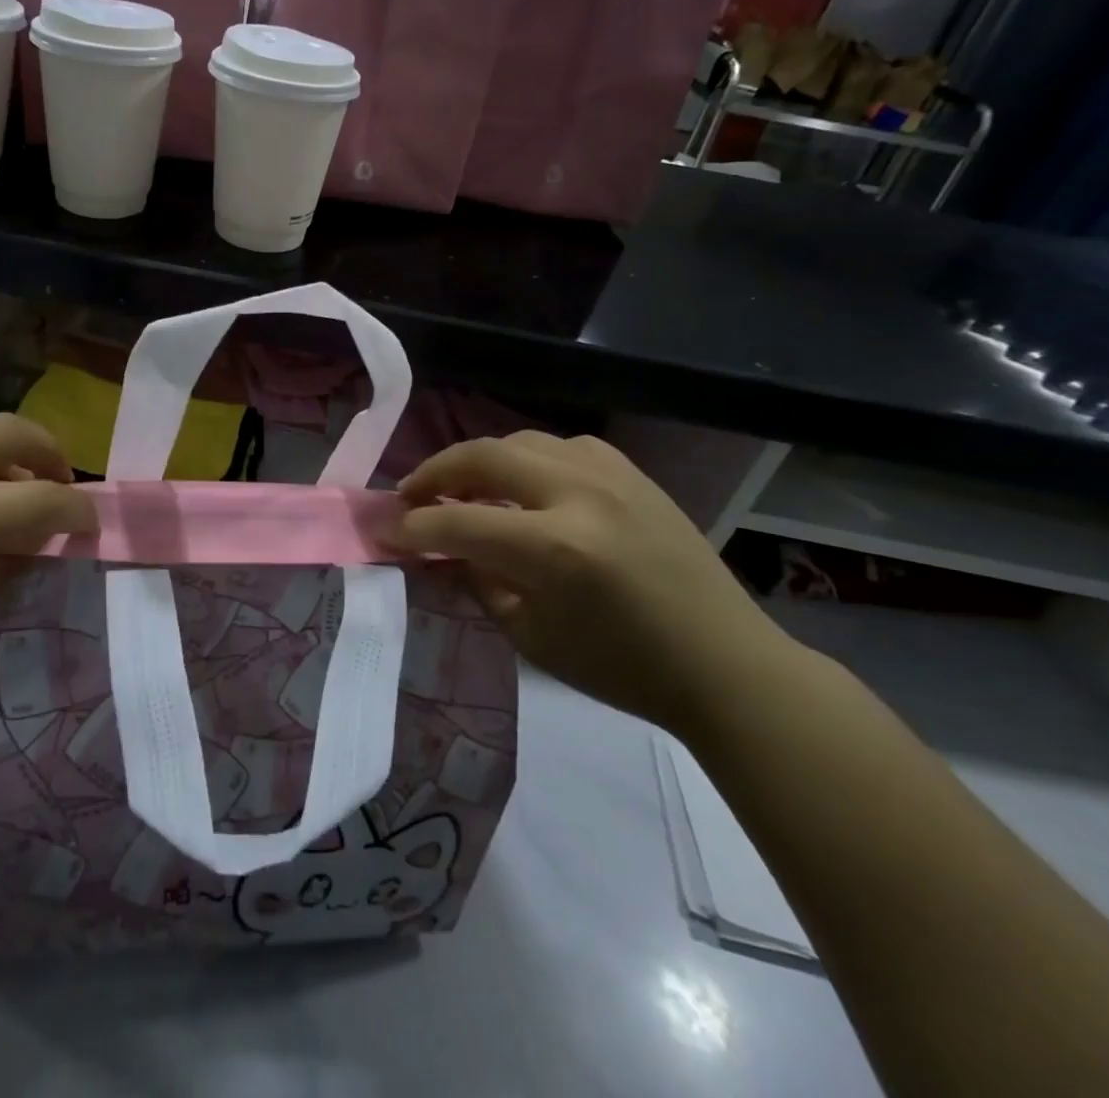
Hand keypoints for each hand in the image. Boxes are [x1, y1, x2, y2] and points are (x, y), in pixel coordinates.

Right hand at [388, 432, 797, 733]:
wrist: (724, 664)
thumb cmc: (621, 667)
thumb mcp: (530, 636)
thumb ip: (476, 580)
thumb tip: (437, 548)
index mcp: (555, 548)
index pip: (458, 522)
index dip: (412, 527)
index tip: (384, 530)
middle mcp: (579, 495)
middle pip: (482, 456)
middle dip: (434, 473)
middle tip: (411, 495)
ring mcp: (611, 476)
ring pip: (520, 441)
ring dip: (480, 461)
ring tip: (463, 487)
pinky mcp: (632, 474)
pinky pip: (563, 447)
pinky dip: (528, 460)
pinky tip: (525, 486)